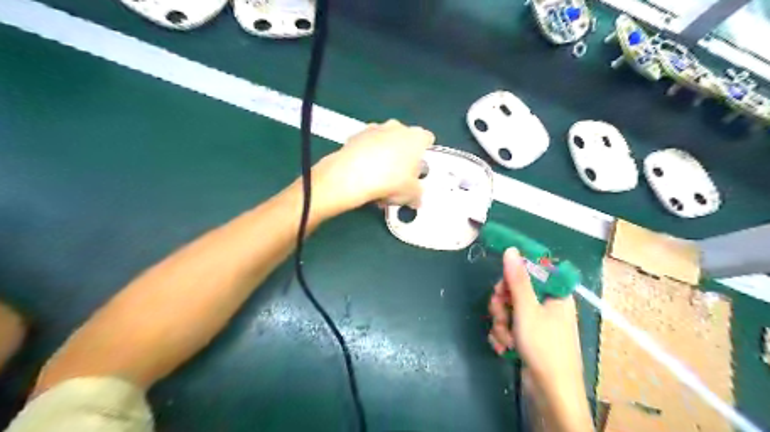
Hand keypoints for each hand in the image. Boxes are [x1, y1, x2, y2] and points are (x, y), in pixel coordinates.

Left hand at [311, 120, 432, 216]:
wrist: (353, 175)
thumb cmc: (391, 181)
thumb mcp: (411, 194)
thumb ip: (417, 194)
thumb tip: (417, 199)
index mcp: (416, 137)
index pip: (427, 139)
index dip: (423, 154)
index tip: (417, 168)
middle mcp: (397, 127)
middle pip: (404, 139)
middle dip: (402, 155)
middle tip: (398, 176)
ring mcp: (375, 128)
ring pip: (384, 142)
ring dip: (383, 156)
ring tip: (378, 180)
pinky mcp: (355, 135)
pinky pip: (366, 146)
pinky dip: (366, 156)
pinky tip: (363, 175)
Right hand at [490, 248, 586, 409]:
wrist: (551, 394)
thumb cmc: (544, 347)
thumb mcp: (527, 309)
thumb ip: (517, 279)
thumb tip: (512, 249)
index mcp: (554, 294)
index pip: (532, 272)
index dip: (513, 277)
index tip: (502, 287)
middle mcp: (546, 306)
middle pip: (515, 291)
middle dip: (502, 305)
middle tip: (500, 315)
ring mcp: (537, 323)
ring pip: (508, 310)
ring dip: (500, 323)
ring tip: (505, 339)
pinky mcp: (528, 338)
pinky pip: (509, 326)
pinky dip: (503, 335)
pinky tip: (504, 348)